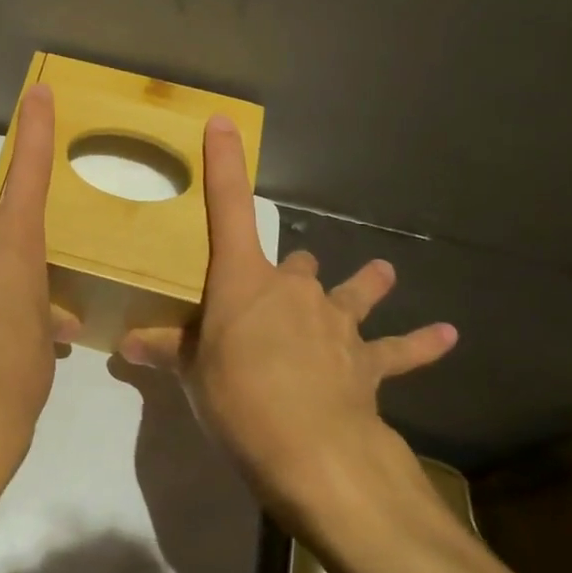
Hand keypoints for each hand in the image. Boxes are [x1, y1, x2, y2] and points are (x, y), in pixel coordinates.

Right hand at [119, 115, 457, 529]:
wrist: (311, 448)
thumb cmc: (237, 397)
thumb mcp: (191, 375)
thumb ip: (165, 352)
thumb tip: (124, 346)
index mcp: (245, 282)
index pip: (228, 209)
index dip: (225, 165)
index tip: (222, 124)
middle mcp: (295, 290)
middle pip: (295, 262)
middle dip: (290, 271)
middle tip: (279, 289)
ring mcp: (337, 323)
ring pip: (353, 292)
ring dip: (365, 284)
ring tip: (382, 273)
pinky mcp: (369, 362)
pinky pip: (400, 349)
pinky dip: (421, 343)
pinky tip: (447, 336)